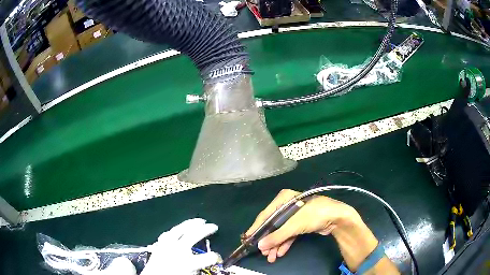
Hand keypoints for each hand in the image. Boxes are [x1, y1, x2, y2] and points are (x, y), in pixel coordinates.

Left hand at [141, 218, 220, 274]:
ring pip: (179, 230)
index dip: (215, 256)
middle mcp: (177, 250)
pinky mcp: (158, 245)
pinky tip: (177, 230)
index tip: (218, 257)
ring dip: (190, 224)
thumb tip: (201, 264)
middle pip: (192, 235)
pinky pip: (167, 235)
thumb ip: (195, 269)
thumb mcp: (188, 274)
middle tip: (213, 226)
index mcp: (187, 262)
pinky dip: (174, 231)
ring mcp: (166, 245)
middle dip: (205, 229)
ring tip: (198, 220)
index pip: (208, 257)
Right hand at [246, 189, 359, 262]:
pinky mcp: (300, 224)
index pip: (265, 215)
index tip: (247, 239)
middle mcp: (287, 206)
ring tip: (270, 257)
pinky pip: (288, 234)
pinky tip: (279, 253)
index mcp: (283, 199)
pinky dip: (284, 243)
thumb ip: (276, 236)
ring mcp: (294, 216)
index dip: (256, 228)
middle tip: (262, 253)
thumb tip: (259, 246)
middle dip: (268, 240)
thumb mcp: (294, 225)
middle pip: (272, 225)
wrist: (337, 218)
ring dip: (275, 245)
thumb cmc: (314, 215)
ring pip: (280, 232)